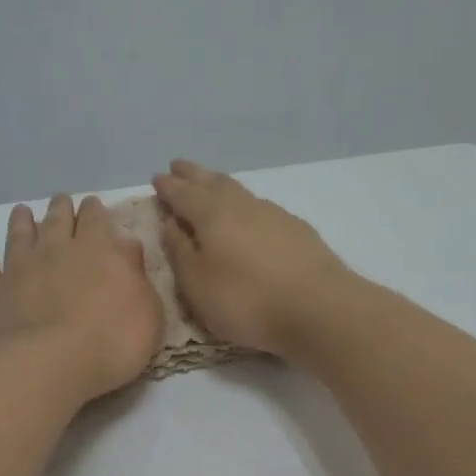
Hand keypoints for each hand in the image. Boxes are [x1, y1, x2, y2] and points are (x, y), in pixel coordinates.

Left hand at [0, 194, 162, 402]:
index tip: (92, 205)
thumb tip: (127, 245)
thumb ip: (136, 275)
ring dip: (22, 222)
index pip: (95, 219)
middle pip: (57, 219)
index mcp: (97, 250)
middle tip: (61, 202)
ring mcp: (18, 269)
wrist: (47, 365)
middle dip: (61, 208)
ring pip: (19, 235)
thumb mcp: (146, 311)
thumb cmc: (110, 342)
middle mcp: (55, 250)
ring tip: (22, 212)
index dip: (94, 211)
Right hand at [152, 160, 351, 357]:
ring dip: (220, 184)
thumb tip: (171, 221)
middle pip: (213, 182)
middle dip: (193, 175)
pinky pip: (261, 207)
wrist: (319, 309)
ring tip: (210, 183)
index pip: (183, 194)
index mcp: (212, 215)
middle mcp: (242, 206)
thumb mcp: (197, 283)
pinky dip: (245, 204)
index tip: (157, 178)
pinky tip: (249, 213)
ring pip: (239, 191)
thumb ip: (180, 250)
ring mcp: (274, 215)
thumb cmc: (246, 300)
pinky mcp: (298, 231)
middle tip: (179, 166)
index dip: (168, 187)